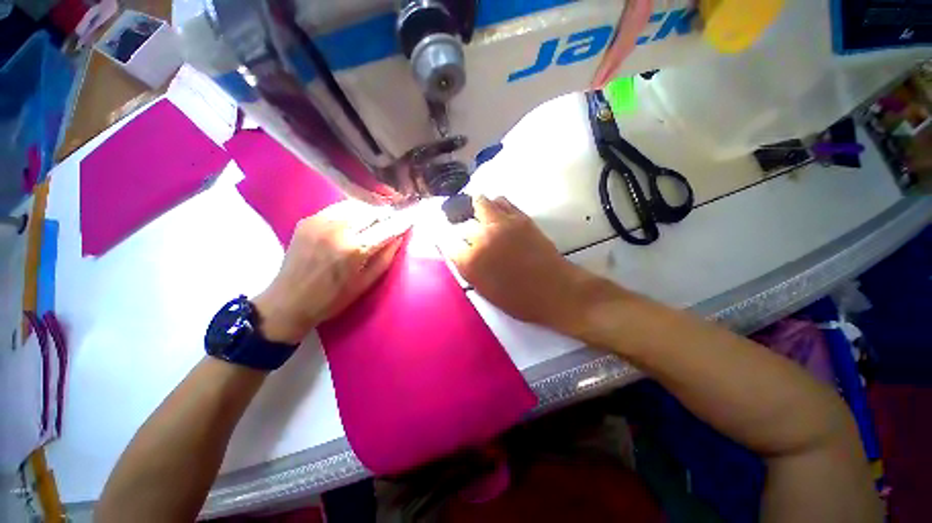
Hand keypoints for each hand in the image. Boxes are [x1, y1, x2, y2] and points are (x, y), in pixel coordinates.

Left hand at [253, 201, 409, 343]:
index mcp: (355, 249)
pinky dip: (351, 211)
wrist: (288, 301)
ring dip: (370, 209)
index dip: (403, 220)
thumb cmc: (333, 299)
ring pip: (355, 204)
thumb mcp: (366, 283)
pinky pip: (337, 208)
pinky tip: (356, 219)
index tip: (413, 215)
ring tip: (378, 215)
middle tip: (396, 215)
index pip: (387, 227)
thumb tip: (400, 237)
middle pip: (372, 210)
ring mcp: (320, 221)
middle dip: (387, 212)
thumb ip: (386, 257)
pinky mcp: (308, 219)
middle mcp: (338, 229)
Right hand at [443, 196, 607, 337]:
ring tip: (481, 216)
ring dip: (478, 208)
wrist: (555, 290)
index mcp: (471, 261)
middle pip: (462, 220)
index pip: (449, 244)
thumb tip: (462, 252)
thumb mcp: (484, 291)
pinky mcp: (520, 217)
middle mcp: (482, 237)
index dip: (450, 243)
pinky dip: (496, 205)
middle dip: (461, 224)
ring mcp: (502, 224)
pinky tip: (498, 213)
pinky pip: (502, 201)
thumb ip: (469, 269)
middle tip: (466, 228)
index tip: (454, 243)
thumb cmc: (519, 299)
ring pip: (481, 202)